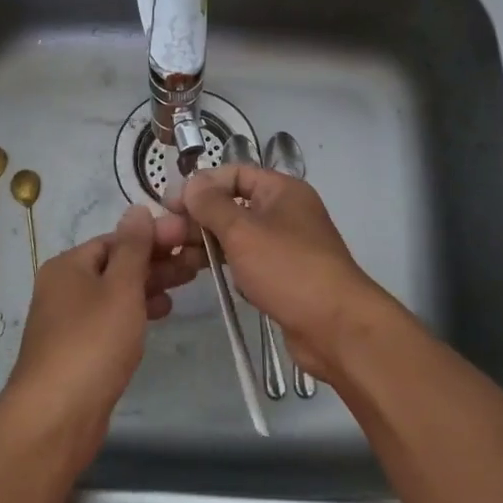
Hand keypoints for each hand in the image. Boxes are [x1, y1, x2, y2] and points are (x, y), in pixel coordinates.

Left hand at [0, 205, 201, 466]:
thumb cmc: (92, 343)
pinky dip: (137, 311)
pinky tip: (163, 313)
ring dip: (151, 285)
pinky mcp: (79, 349)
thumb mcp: (120, 288)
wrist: (56, 417)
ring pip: (117, 292)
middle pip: (117, 264)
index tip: (189, 237)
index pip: (116, 239)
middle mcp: (65, 287)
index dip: (153, 236)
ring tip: (187, 283)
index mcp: (69, 265)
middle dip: (156, 260)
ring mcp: (70, 320)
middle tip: (196, 261)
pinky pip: (112, 318)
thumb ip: (133, 248)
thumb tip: (137, 209)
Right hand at [167, 166, 393, 383]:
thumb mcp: (242, 231)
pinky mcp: (283, 277)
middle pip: (234, 204)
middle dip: (200, 217)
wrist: (336, 328)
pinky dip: (226, 264)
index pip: (235, 173)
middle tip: (166, 234)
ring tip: (176, 256)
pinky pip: (247, 261)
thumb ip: (211, 205)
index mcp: (282, 190)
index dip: (203, 184)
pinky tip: (203, 275)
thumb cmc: (288, 268)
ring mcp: (286, 246)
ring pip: (238, 235)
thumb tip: (191, 182)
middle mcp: (286, 212)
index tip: (172, 203)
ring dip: (208, 242)